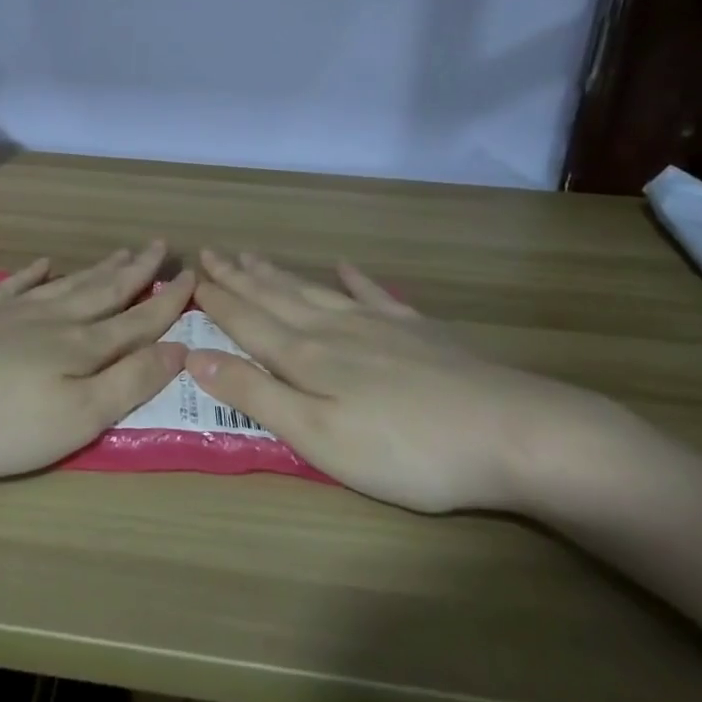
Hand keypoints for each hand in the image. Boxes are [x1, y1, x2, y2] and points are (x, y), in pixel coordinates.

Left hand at [0, 242, 193, 479]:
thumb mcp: (78, 416)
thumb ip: (130, 381)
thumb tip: (178, 347)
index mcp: (83, 346)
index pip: (138, 319)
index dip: (168, 301)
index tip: (193, 275)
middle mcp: (53, 319)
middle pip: (105, 290)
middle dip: (137, 271)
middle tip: (161, 246)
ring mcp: (11, 311)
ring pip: (67, 284)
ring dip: (98, 269)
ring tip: (121, 252)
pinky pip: (14, 284)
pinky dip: (34, 273)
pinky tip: (43, 264)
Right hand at [187, 250, 612, 513]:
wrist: (512, 431)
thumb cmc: (405, 448)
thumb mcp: (318, 435)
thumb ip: (256, 394)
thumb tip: (195, 356)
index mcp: (305, 356)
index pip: (247, 320)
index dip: (216, 300)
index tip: (190, 277)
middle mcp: (334, 328)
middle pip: (275, 296)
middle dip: (238, 277)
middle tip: (210, 252)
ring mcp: (378, 323)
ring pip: (313, 290)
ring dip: (278, 273)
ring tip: (252, 255)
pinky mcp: (417, 330)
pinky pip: (374, 293)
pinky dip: (354, 278)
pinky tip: (343, 265)